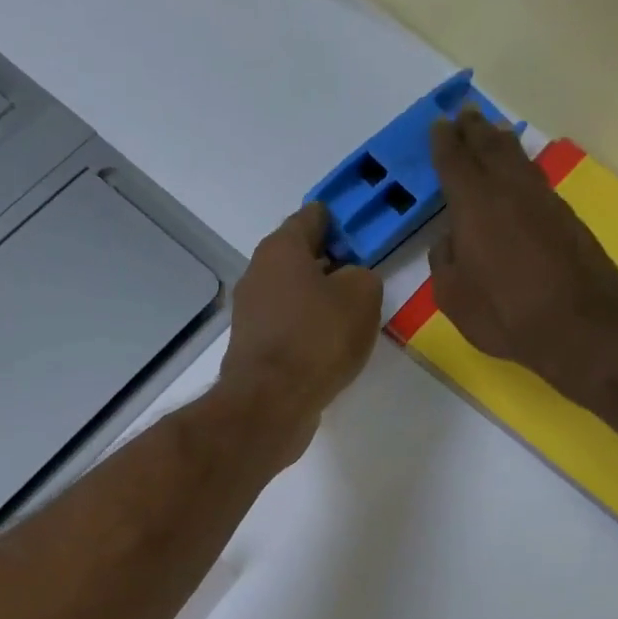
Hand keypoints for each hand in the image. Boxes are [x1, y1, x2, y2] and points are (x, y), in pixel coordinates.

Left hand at [218, 201, 381, 462]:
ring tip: (350, 323)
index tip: (367, 242)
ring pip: (293, 296)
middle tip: (363, 286)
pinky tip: (327, 351)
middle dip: (332, 266)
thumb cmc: (317, 338)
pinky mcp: (252, 348)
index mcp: (281, 248)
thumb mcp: (362, 295)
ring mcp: (250, 313)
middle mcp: (257, 273)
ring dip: (319, 304)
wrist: (270, 403)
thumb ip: (363, 276)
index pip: (315, 216)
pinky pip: (287, 328)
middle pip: (301, 258)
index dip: (344, 224)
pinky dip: (306, 334)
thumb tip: (349, 282)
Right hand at [428, 108, 617, 395]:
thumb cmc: (504, 314)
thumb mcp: (454, 297)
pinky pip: (535, 179)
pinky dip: (521, 167)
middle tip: (464, 115)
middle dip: (473, 131)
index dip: (444, 143)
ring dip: (500, 143)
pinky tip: (518, 173)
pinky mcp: (567, 217)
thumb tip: (450, 240)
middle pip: (490, 148)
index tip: (439, 125)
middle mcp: (510, 191)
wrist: (579, 325)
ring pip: (518, 159)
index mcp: (474, 206)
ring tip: (490, 133)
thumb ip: (444, 262)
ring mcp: (543, 201)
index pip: (455, 162)